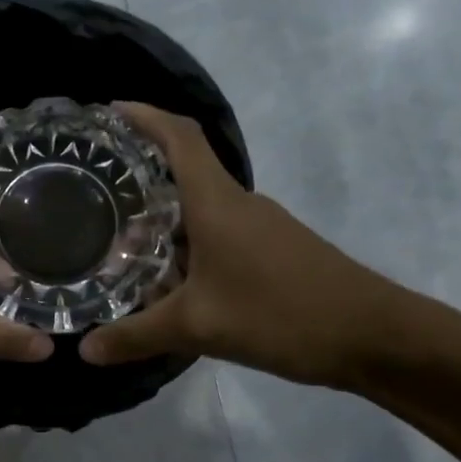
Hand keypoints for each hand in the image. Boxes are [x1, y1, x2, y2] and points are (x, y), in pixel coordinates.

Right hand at [79, 104, 404, 387]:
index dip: (144, 116)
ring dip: (163, 216)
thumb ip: (136, 336)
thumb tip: (84, 350)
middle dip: (140, 171)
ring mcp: (260, 227)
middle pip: (184, 169)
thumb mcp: (198, 328)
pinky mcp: (273, 250)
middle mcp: (238, 204)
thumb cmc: (282, 314)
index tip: (108, 111)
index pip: (179, 136)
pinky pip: (218, 233)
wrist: (376, 338)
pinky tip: (169, 279)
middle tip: (94, 189)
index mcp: (217, 203)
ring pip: (200, 207)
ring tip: (120, 239)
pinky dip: (187, 244)